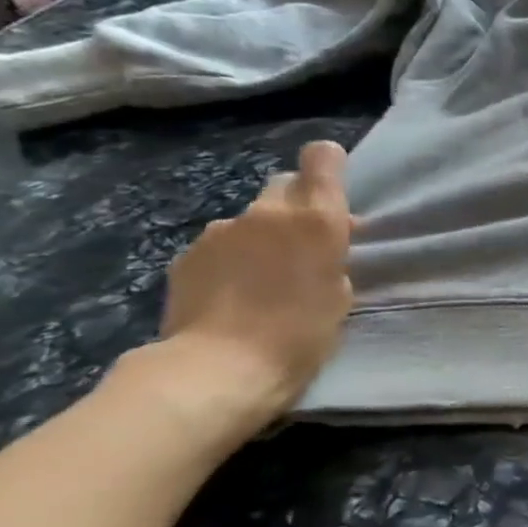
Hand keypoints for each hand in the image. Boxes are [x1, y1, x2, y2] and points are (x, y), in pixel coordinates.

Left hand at [158, 141, 354, 416]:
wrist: (218, 368)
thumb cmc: (301, 334)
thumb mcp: (340, 294)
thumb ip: (332, 257)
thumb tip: (320, 247)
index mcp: (316, 218)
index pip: (322, 158)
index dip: (328, 166)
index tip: (333, 191)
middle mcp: (268, 212)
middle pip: (285, 185)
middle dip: (296, 205)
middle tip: (302, 245)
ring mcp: (221, 231)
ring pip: (251, 220)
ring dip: (261, 238)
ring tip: (263, 279)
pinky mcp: (187, 256)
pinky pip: (220, 246)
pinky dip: (230, 261)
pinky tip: (232, 295)